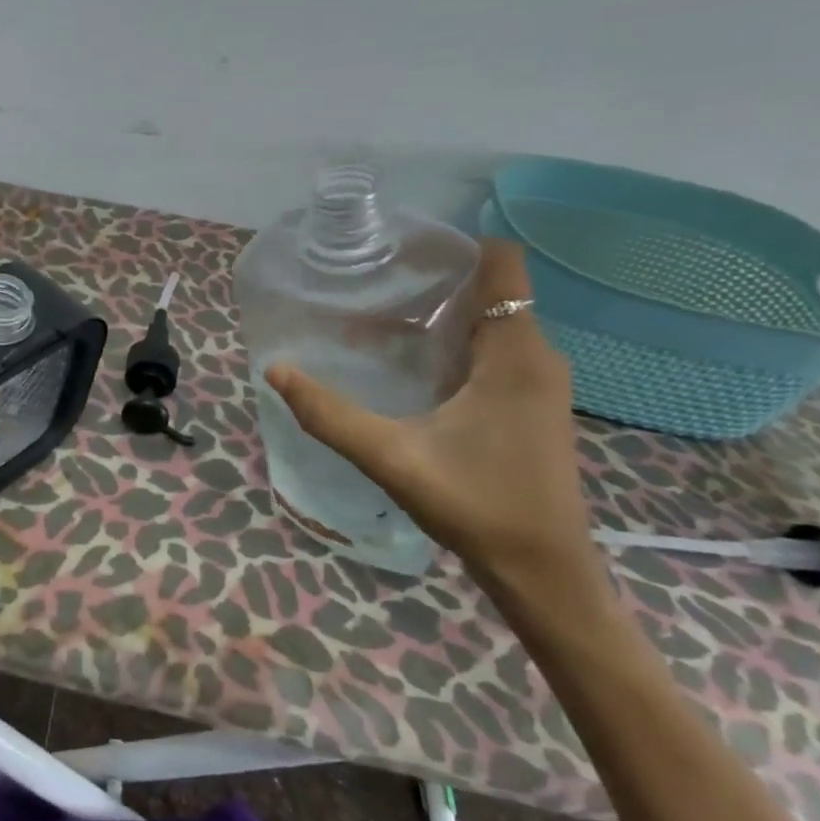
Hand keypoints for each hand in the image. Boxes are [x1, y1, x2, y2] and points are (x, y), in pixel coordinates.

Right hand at [265, 241, 602, 606]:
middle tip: (370, 283)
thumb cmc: (477, 506)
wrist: (544, 573)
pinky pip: (494, 352)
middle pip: (490, 291)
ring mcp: (538, 385)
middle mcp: (536, 358)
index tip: (398, 251)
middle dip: (433, 280)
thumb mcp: (391, 457)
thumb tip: (275, 370)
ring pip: (491, 324)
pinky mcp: (530, 407)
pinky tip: (409, 365)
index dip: (454, 247)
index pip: (501, 265)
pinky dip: (453, 344)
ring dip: (440, 315)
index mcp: (515, 355)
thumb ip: (329, 415)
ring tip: (378, 317)